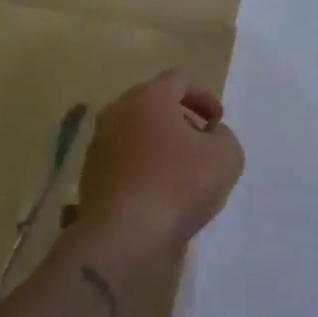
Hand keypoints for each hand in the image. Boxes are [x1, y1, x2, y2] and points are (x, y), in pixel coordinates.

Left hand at [74, 69, 242, 245]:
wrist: (125, 236)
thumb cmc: (180, 185)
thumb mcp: (226, 156)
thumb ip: (224, 137)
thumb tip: (210, 136)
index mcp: (148, 97)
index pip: (180, 80)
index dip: (205, 96)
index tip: (218, 122)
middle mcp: (117, 113)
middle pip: (154, 105)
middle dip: (182, 119)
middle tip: (202, 143)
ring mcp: (99, 146)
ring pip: (136, 133)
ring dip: (161, 145)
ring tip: (183, 172)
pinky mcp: (91, 177)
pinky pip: (124, 162)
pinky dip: (143, 168)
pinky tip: (161, 193)